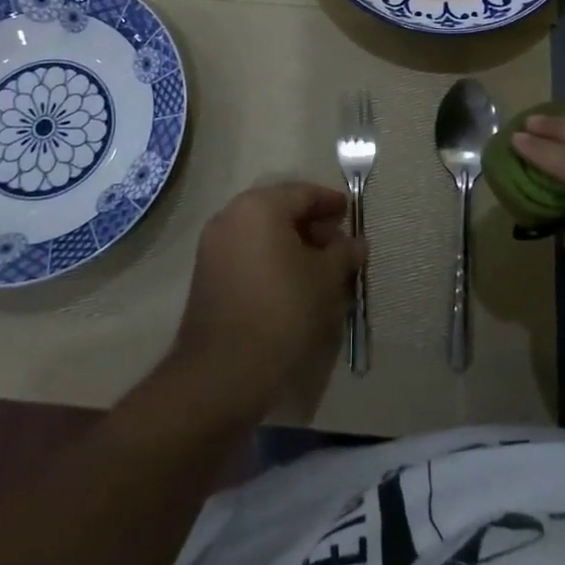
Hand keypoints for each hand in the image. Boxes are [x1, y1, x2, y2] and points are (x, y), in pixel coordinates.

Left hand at [172, 182, 363, 419]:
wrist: (223, 372)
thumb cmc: (282, 311)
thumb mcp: (326, 279)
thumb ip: (344, 252)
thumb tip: (356, 242)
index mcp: (258, 207)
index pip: (303, 193)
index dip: (331, 203)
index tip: (352, 215)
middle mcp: (230, 217)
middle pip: (280, 210)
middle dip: (312, 225)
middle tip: (340, 247)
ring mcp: (214, 246)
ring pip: (263, 233)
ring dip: (293, 244)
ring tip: (321, 269)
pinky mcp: (208, 275)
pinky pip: (248, 253)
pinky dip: (272, 259)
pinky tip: (294, 284)